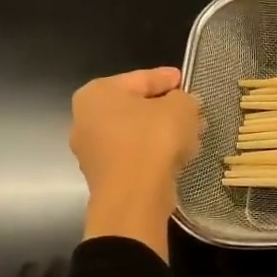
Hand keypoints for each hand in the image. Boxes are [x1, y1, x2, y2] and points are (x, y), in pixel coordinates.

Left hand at [69, 67, 202, 257]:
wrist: (134, 197)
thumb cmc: (153, 140)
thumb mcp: (180, 108)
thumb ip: (184, 98)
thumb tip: (183, 104)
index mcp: (97, 93)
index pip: (141, 78)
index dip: (167, 78)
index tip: (184, 80)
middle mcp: (85, 118)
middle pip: (136, 107)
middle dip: (165, 108)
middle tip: (191, 110)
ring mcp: (91, 150)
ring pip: (136, 133)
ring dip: (162, 133)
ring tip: (190, 134)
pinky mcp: (104, 176)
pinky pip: (134, 155)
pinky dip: (154, 153)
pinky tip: (178, 155)